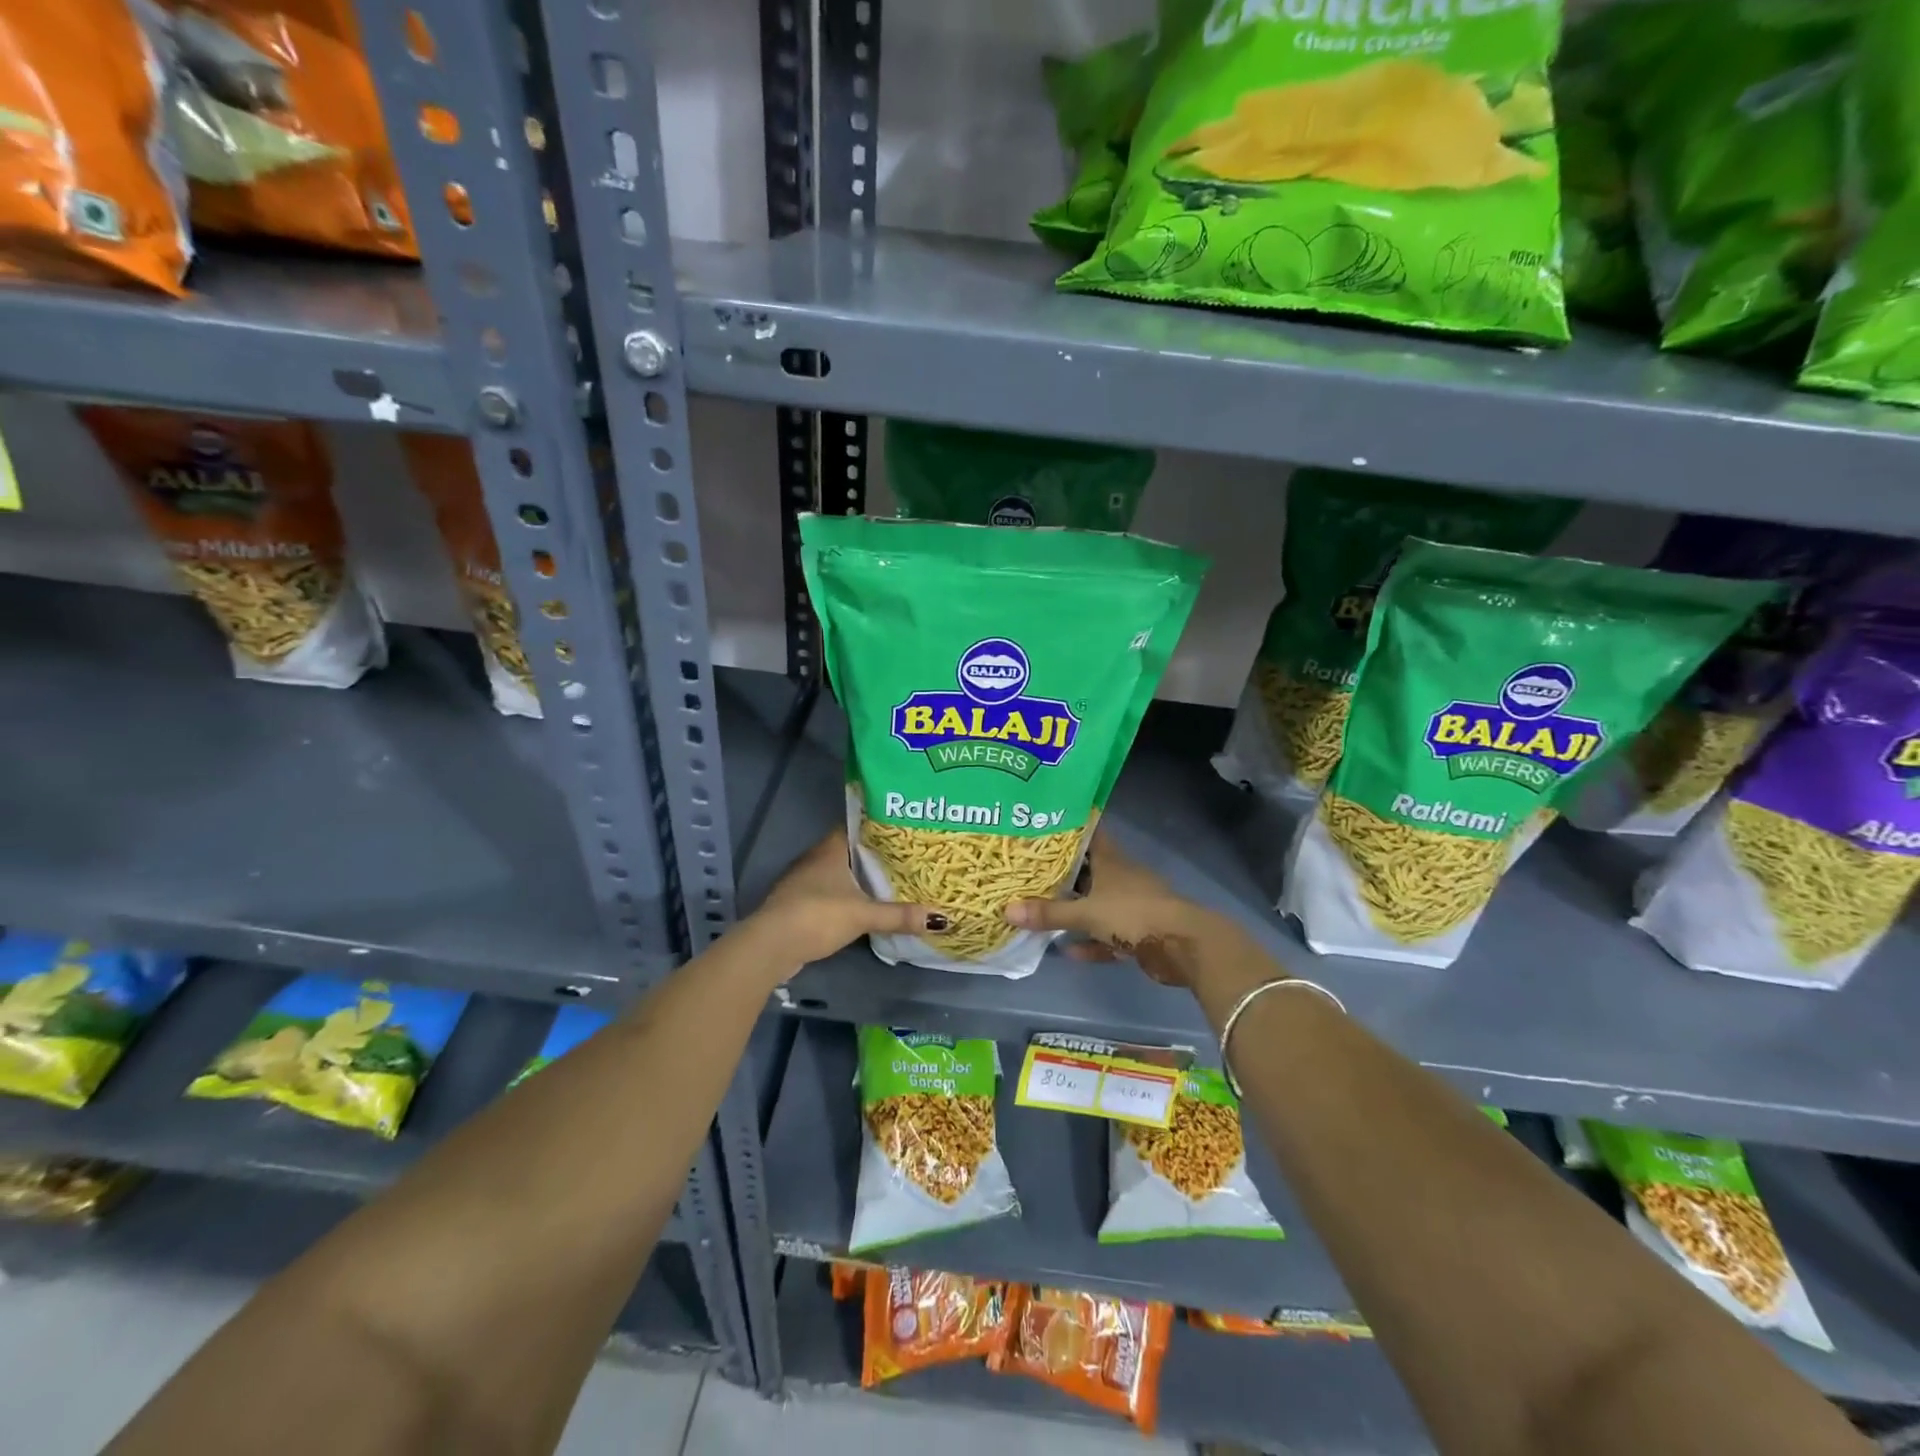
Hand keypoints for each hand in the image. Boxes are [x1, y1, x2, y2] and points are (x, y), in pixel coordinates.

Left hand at [749, 828, 946, 967]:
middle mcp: (814, 859)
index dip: (878, 828)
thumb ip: (899, 915)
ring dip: (858, 879)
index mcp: (829, 849)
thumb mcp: (863, 915)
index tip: (903, 832)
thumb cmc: (817, 916)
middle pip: (849, 851)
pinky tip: (863, 907)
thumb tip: (941, 918)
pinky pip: (829, 894)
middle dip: (873, 856)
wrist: (770, 946)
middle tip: (905, 858)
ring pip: (838, 874)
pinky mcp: (798, 905)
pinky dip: (846, 898)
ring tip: (890, 882)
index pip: (856, 827)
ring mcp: (803, 883)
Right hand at [1003, 834, 1221, 985]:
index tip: (1043, 824)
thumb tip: (1006, 910)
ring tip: (1042, 911)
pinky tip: (1069, 951)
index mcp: (1111, 860)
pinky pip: (1108, 935)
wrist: (1183, 945)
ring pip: (1097, 904)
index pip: (1088, 834)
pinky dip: (1091, 942)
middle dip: (1063, 873)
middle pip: (1088, 870)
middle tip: (1030, 872)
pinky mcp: (1139, 932)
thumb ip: (1049, 913)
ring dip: (1075, 911)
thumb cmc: (1133, 914)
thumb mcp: (1086, 913)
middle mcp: (1121, 877)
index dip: (1069, 828)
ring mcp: (1131, 905)